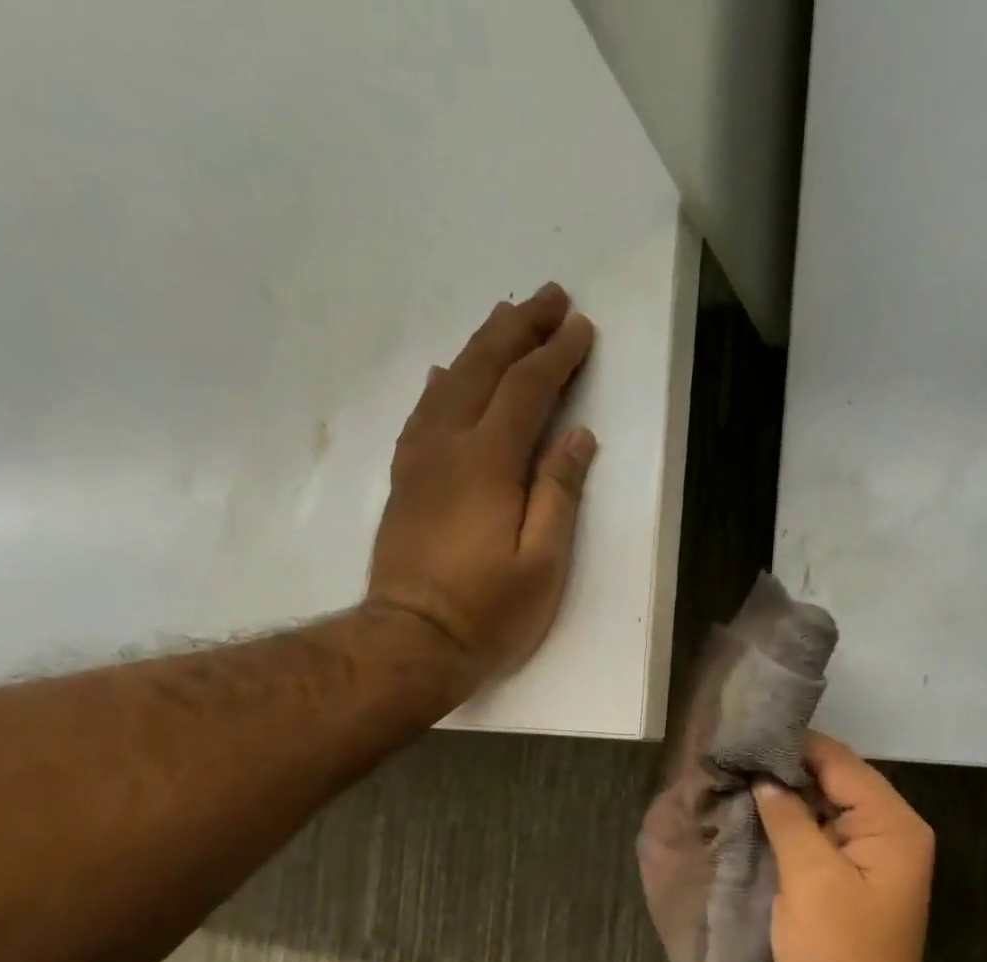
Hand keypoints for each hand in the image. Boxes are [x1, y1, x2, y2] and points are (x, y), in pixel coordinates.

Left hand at [368, 282, 597, 693]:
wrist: (412, 641)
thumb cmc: (488, 611)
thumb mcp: (543, 562)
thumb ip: (559, 494)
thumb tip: (578, 437)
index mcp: (489, 463)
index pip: (526, 390)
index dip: (556, 355)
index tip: (581, 326)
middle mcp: (449, 446)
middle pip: (484, 370)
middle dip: (519, 329)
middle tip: (549, 297)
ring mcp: (420, 461)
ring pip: (451, 384)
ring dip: (481, 346)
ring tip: (507, 320)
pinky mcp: (405, 481)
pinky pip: (423, 414)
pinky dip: (442, 385)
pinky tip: (448, 375)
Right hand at [754, 732, 936, 961]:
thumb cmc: (837, 955)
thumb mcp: (810, 878)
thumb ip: (789, 817)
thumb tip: (765, 776)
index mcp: (893, 826)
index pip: (842, 764)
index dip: (795, 745)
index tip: (746, 730)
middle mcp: (886, 836)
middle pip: (833, 784)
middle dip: (785, 770)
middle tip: (731, 753)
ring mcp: (864, 862)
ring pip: (820, 813)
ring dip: (782, 800)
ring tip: (732, 776)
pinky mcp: (841, 885)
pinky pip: (813, 842)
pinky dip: (785, 830)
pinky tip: (747, 817)